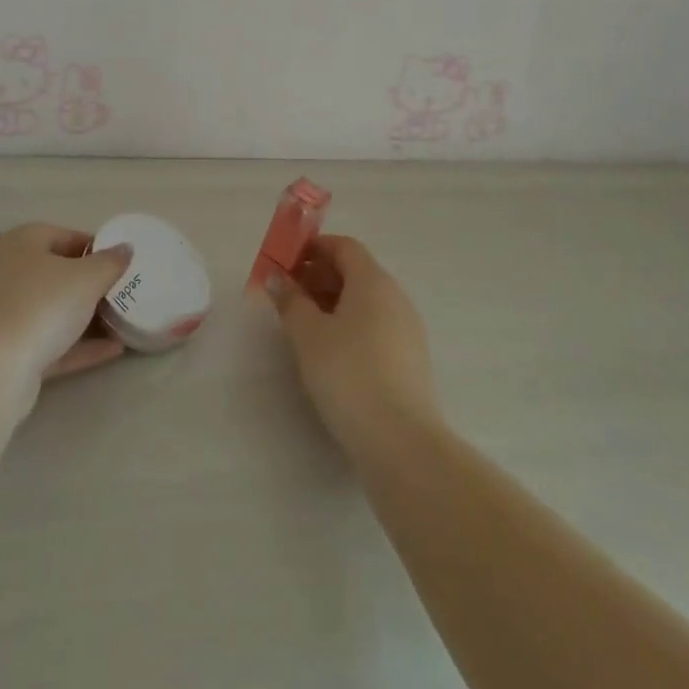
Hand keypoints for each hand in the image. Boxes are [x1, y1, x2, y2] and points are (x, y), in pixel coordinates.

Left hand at [0, 224, 132, 400]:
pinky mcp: (5, 352)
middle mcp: (6, 272)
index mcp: (20, 243)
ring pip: (52, 310)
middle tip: (123, 293)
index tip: (121, 264)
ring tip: (122, 323)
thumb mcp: (88, 277)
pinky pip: (48, 342)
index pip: (64, 235)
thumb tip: (125, 249)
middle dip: (91, 285)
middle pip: (57, 274)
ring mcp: (3, 314)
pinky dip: (77, 345)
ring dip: (86, 318)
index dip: (96, 248)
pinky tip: (113, 351)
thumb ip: (111, 262)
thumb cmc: (41, 305)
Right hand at [267, 235, 440, 457]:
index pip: (343, 246)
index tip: (285, 264)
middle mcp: (395, 296)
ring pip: (366, 302)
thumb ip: (290, 300)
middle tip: (289, 296)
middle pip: (356, 272)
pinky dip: (351, 326)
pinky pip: (376, 326)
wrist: (401, 442)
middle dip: (320, 277)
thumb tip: (276, 275)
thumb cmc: (348, 375)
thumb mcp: (308, 335)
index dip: (313, 248)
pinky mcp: (411, 360)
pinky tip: (332, 354)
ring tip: (305, 327)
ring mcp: (408, 329)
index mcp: (373, 281)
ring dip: (334, 303)